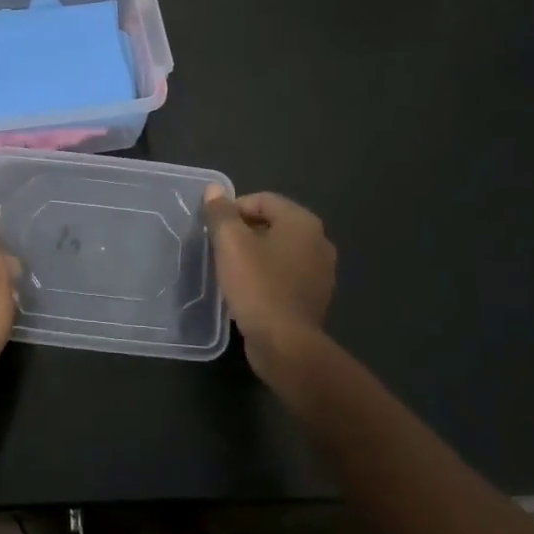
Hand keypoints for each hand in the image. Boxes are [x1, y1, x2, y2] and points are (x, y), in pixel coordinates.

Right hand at [203, 187, 336, 374]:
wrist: (285, 344)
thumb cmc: (257, 286)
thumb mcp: (231, 244)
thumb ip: (221, 213)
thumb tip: (214, 190)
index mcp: (303, 223)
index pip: (262, 200)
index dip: (233, 209)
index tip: (213, 229)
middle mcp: (319, 241)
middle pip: (272, 223)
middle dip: (243, 231)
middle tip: (218, 248)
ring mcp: (320, 271)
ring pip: (279, 250)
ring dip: (254, 254)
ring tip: (229, 269)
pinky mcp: (314, 296)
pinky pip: (285, 274)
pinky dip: (266, 274)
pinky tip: (247, 289)